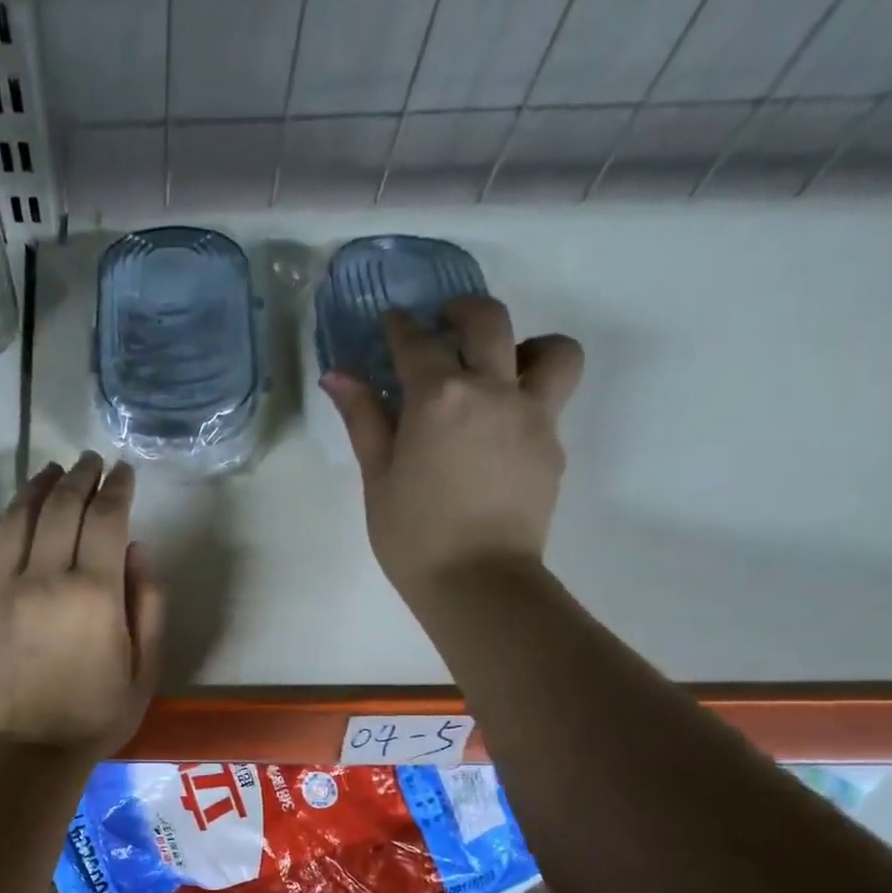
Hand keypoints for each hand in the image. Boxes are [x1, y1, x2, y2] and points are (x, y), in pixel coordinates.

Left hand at [0, 452, 166, 762]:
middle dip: (80, 475)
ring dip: (38, 486)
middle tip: (91, 462)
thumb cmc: (96, 715)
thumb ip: (149, 604)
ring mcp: (4, 589)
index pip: (106, 518)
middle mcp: (46, 578)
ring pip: (19, 517)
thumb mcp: (146, 668)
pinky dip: (1, 519)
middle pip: (61, 505)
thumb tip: (138, 550)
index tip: (124, 471)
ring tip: (53, 471)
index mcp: (94, 593)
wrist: (28, 753)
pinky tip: (13, 510)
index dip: (118, 487)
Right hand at [321, 297, 583, 599]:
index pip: (418, 344)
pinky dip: (528, 392)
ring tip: (499, 366)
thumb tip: (338, 375)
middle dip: (462, 311)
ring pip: (550, 349)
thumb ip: (364, 419)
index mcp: (439, 398)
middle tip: (443, 322)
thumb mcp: (377, 477)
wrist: (478, 581)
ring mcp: (533, 415)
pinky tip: (498, 426)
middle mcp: (493, 390)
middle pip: (488, 321)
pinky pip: (551, 397)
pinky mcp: (553, 443)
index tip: (391, 323)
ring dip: (523, 344)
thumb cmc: (412, 535)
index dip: (400, 328)